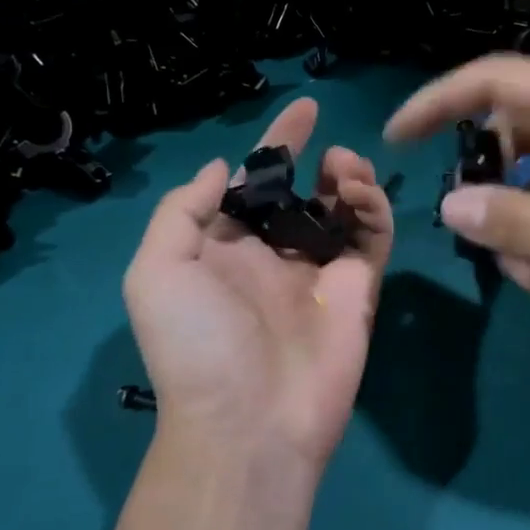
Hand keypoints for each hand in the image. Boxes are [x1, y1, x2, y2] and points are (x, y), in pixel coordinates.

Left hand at [123, 97, 393, 468]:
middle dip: (323, 162)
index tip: (306, 108)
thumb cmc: (197, 344)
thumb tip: (224, 168)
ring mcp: (320, 272)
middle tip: (335, 154)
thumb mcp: (156, 272)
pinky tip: (360, 197)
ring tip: (347, 171)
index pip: (256, 183)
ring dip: (351, 179)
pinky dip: (373, 209)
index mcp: (227, 247)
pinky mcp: (358, 289)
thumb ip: (182, 210)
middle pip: (307, 191)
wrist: (251, 421)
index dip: (278, 142)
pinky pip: (372, 238)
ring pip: (345, 210)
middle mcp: (275, 254)